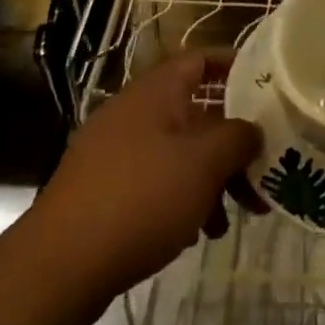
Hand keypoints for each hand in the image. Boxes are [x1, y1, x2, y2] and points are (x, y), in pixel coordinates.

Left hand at [28, 52, 260, 324]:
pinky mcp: (102, 190)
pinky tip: (194, 235)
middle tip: (261, 173)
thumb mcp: (204, 163)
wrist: (59, 265)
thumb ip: (238, 138)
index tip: (266, 86)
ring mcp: (114, 151)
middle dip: (230, 143)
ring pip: (177, 152)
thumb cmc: (141, 197)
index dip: (233, 66)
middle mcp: (134, 112)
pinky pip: (154, 181)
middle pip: (195, 113)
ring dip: (209, 178)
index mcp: (156, 91)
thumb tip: (253, 129)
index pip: (200, 60)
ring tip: (229, 220)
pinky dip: (180, 198)